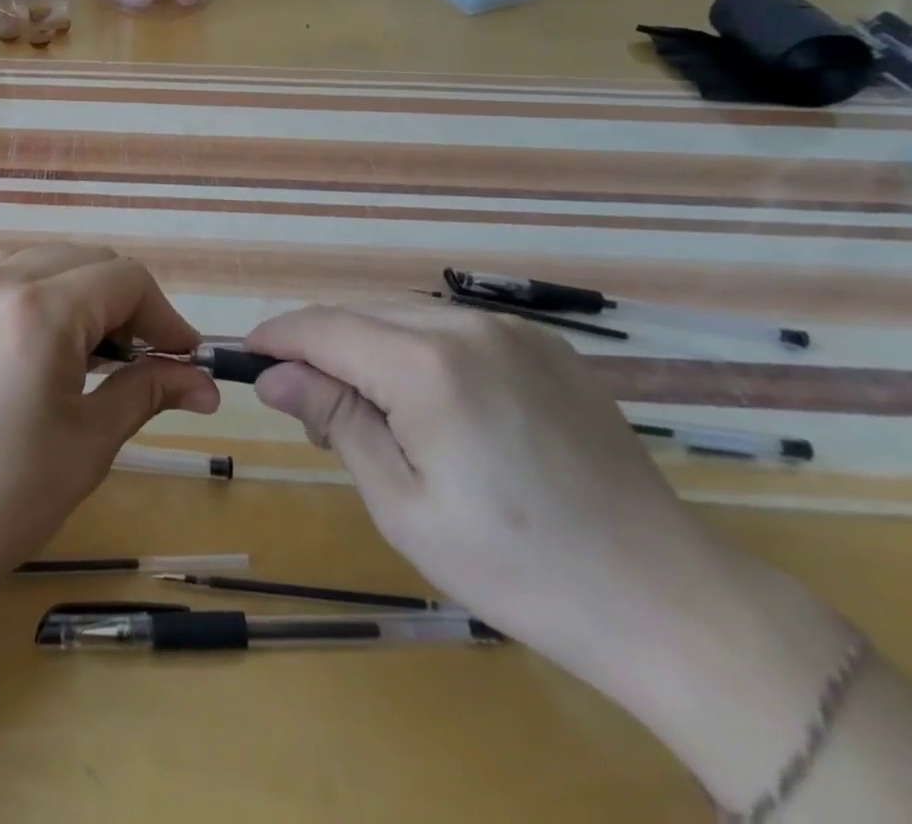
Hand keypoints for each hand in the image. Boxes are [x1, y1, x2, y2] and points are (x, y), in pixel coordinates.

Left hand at [0, 245, 219, 605]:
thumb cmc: (1, 498)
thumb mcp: (89, 444)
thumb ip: (148, 392)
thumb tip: (204, 382)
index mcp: (40, 309)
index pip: (127, 279)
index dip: (166, 316)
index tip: (187, 360)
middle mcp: (2, 279)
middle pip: (92, 261)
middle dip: (131, 304)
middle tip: (148, 363)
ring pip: (53, 262)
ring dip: (89, 296)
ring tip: (100, 358)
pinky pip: (14, 276)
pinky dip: (48, 296)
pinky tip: (51, 349)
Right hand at [246, 300, 759, 699]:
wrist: (664, 598)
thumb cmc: (515, 565)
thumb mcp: (401, 502)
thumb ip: (334, 418)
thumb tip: (273, 375)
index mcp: (427, 366)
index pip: (324, 326)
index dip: (278, 336)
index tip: (246, 357)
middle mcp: (467, 326)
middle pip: (361, 313)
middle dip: (321, 348)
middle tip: (313, 411)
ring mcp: (513, 329)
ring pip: (405, 316)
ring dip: (368, 348)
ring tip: (374, 414)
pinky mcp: (544, 344)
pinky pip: (453, 329)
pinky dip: (418, 351)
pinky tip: (433, 405)